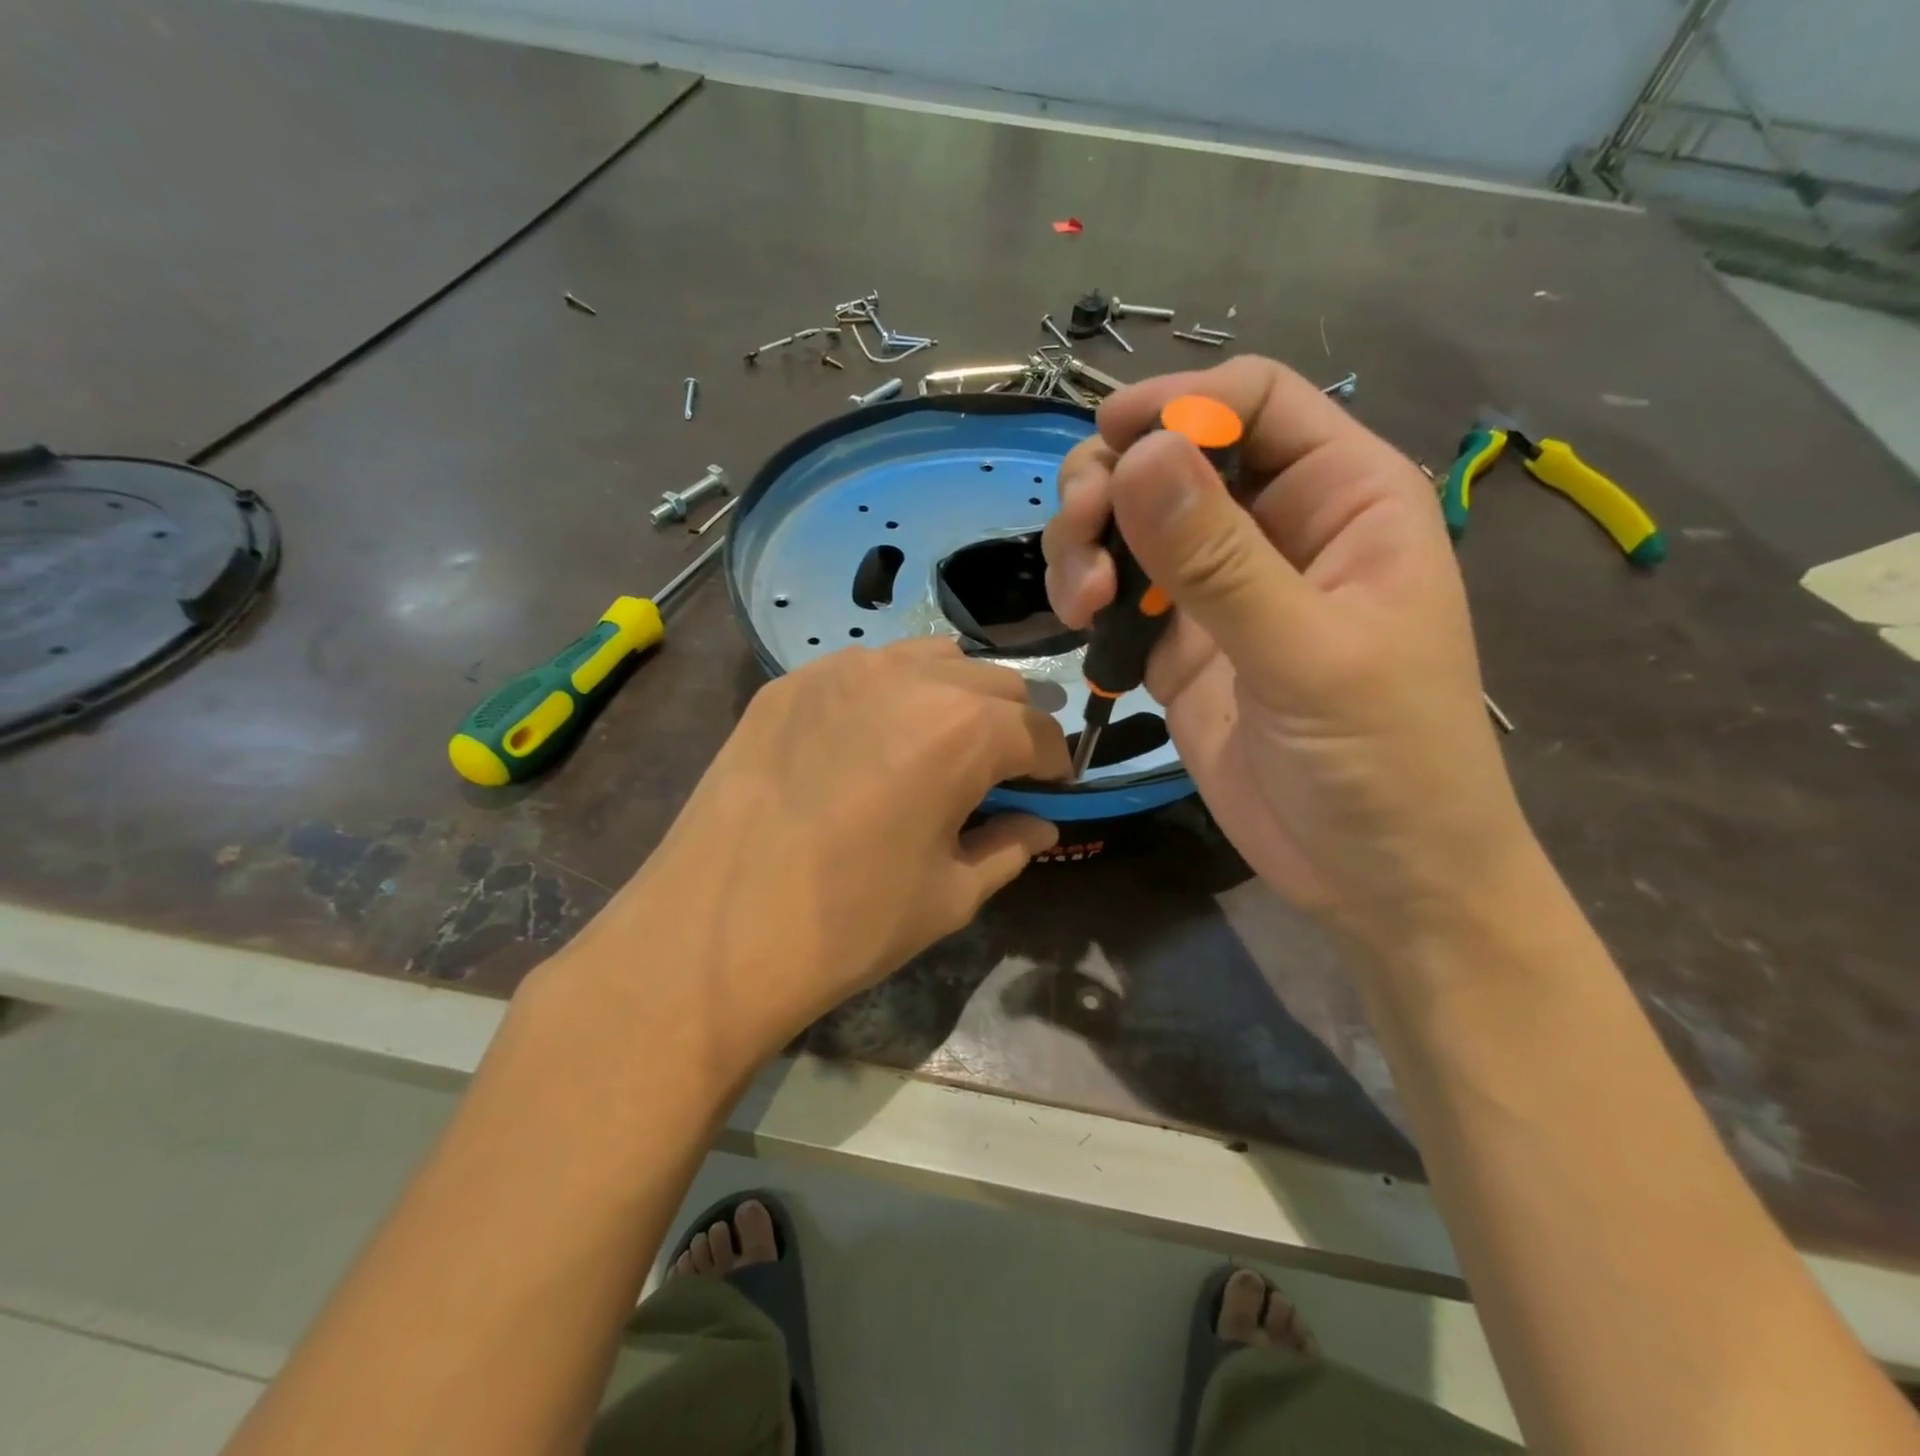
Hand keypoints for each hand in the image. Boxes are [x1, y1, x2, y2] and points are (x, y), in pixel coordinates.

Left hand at [558, 639, 1069, 1062]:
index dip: (1054, 763)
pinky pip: (864, 668)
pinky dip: (890, 693)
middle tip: (1000, 770)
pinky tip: (868, 741)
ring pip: (931, 659)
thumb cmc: (850, 923)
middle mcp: (910, 678)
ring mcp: (841, 670)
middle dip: (1011, 725)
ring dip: (954, 695)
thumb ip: (1008, 849)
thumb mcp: (950, 896)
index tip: (1051, 788)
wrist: (717, 931)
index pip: (1038, 732)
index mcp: (964, 730)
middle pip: (993, 684)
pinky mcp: (789, 682)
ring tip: (938, 744)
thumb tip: (1041, 826)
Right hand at [1043, 356, 1530, 941]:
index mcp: (1343, 499)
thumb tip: (1137, 455)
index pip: (1255, 403)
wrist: (1374, 877)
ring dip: (1089, 540)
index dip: (1181, 404)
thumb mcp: (1306, 654)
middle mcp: (1277, 529)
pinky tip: (1083, 624)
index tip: (1111, 442)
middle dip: (1113, 482)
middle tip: (1080, 536)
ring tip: (1082, 598)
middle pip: (1175, 456)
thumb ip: (1218, 558)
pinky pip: (1120, 592)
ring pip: (1133, 521)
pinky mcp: (1180, 645)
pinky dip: (1089, 594)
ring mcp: (1221, 589)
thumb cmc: (1384, 761)